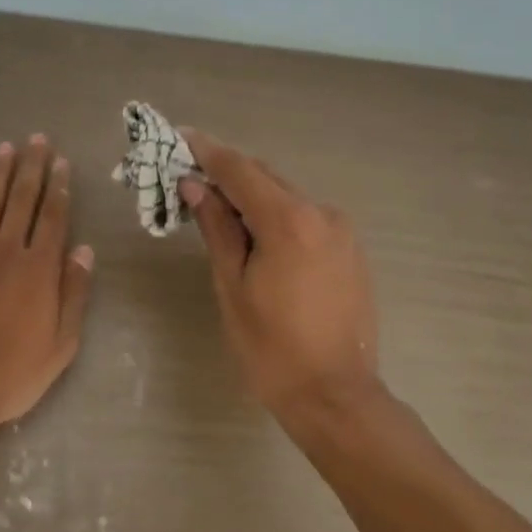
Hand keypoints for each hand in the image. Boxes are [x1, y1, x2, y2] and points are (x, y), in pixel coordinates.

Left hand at [0, 134, 94, 445]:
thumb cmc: (12, 374)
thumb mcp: (61, 344)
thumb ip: (73, 293)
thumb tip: (83, 250)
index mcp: (38, 270)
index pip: (52, 217)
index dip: (59, 187)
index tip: (62, 162)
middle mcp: (5, 252)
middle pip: (21, 200)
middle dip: (31, 167)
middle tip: (37, 139)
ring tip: (6, 148)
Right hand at [178, 131, 380, 421]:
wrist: (335, 395)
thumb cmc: (271, 347)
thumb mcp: (232, 287)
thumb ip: (217, 229)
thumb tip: (196, 186)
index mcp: (289, 221)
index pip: (240, 170)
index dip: (208, 151)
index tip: (180, 136)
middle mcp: (322, 213)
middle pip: (266, 178)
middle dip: (227, 173)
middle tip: (190, 176)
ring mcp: (342, 231)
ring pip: (287, 197)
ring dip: (252, 195)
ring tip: (218, 208)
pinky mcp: (351, 250)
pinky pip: (306, 218)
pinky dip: (277, 215)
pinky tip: (256, 234)